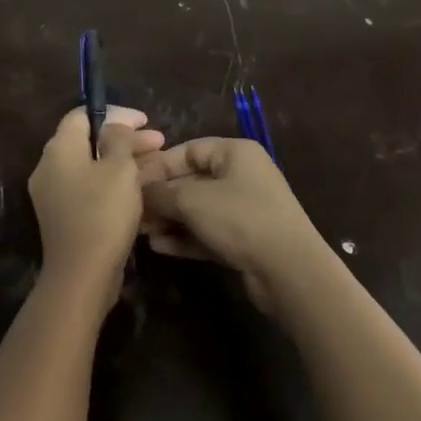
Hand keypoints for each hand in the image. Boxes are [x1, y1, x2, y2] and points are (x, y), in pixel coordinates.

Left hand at [28, 107, 164, 308]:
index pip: (82, 114)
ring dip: (122, 161)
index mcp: (59, 149)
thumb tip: (113, 127)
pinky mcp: (64, 216)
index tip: (144, 121)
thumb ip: (118, 139)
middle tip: (159, 142)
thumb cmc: (103, 213)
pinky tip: (139, 188)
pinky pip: (89, 187)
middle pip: (88, 141)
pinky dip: (112, 182)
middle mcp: (49, 167)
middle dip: (124, 138)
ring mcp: (54, 194)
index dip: (115, 113)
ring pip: (91, 166)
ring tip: (155, 163)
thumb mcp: (119, 168)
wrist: (82, 274)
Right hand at [138, 138, 336, 312]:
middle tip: (133, 213)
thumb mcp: (192, 201)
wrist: (289, 270)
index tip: (131, 183)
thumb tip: (137, 191)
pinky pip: (208, 232)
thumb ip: (160, 193)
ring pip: (198, 209)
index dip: (159, 165)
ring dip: (170, 220)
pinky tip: (160, 247)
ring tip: (142, 233)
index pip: (189, 150)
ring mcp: (245, 209)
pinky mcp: (245, 239)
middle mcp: (242, 175)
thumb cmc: (240, 219)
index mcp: (235, 153)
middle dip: (161, 197)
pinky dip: (185, 237)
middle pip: (192, 180)